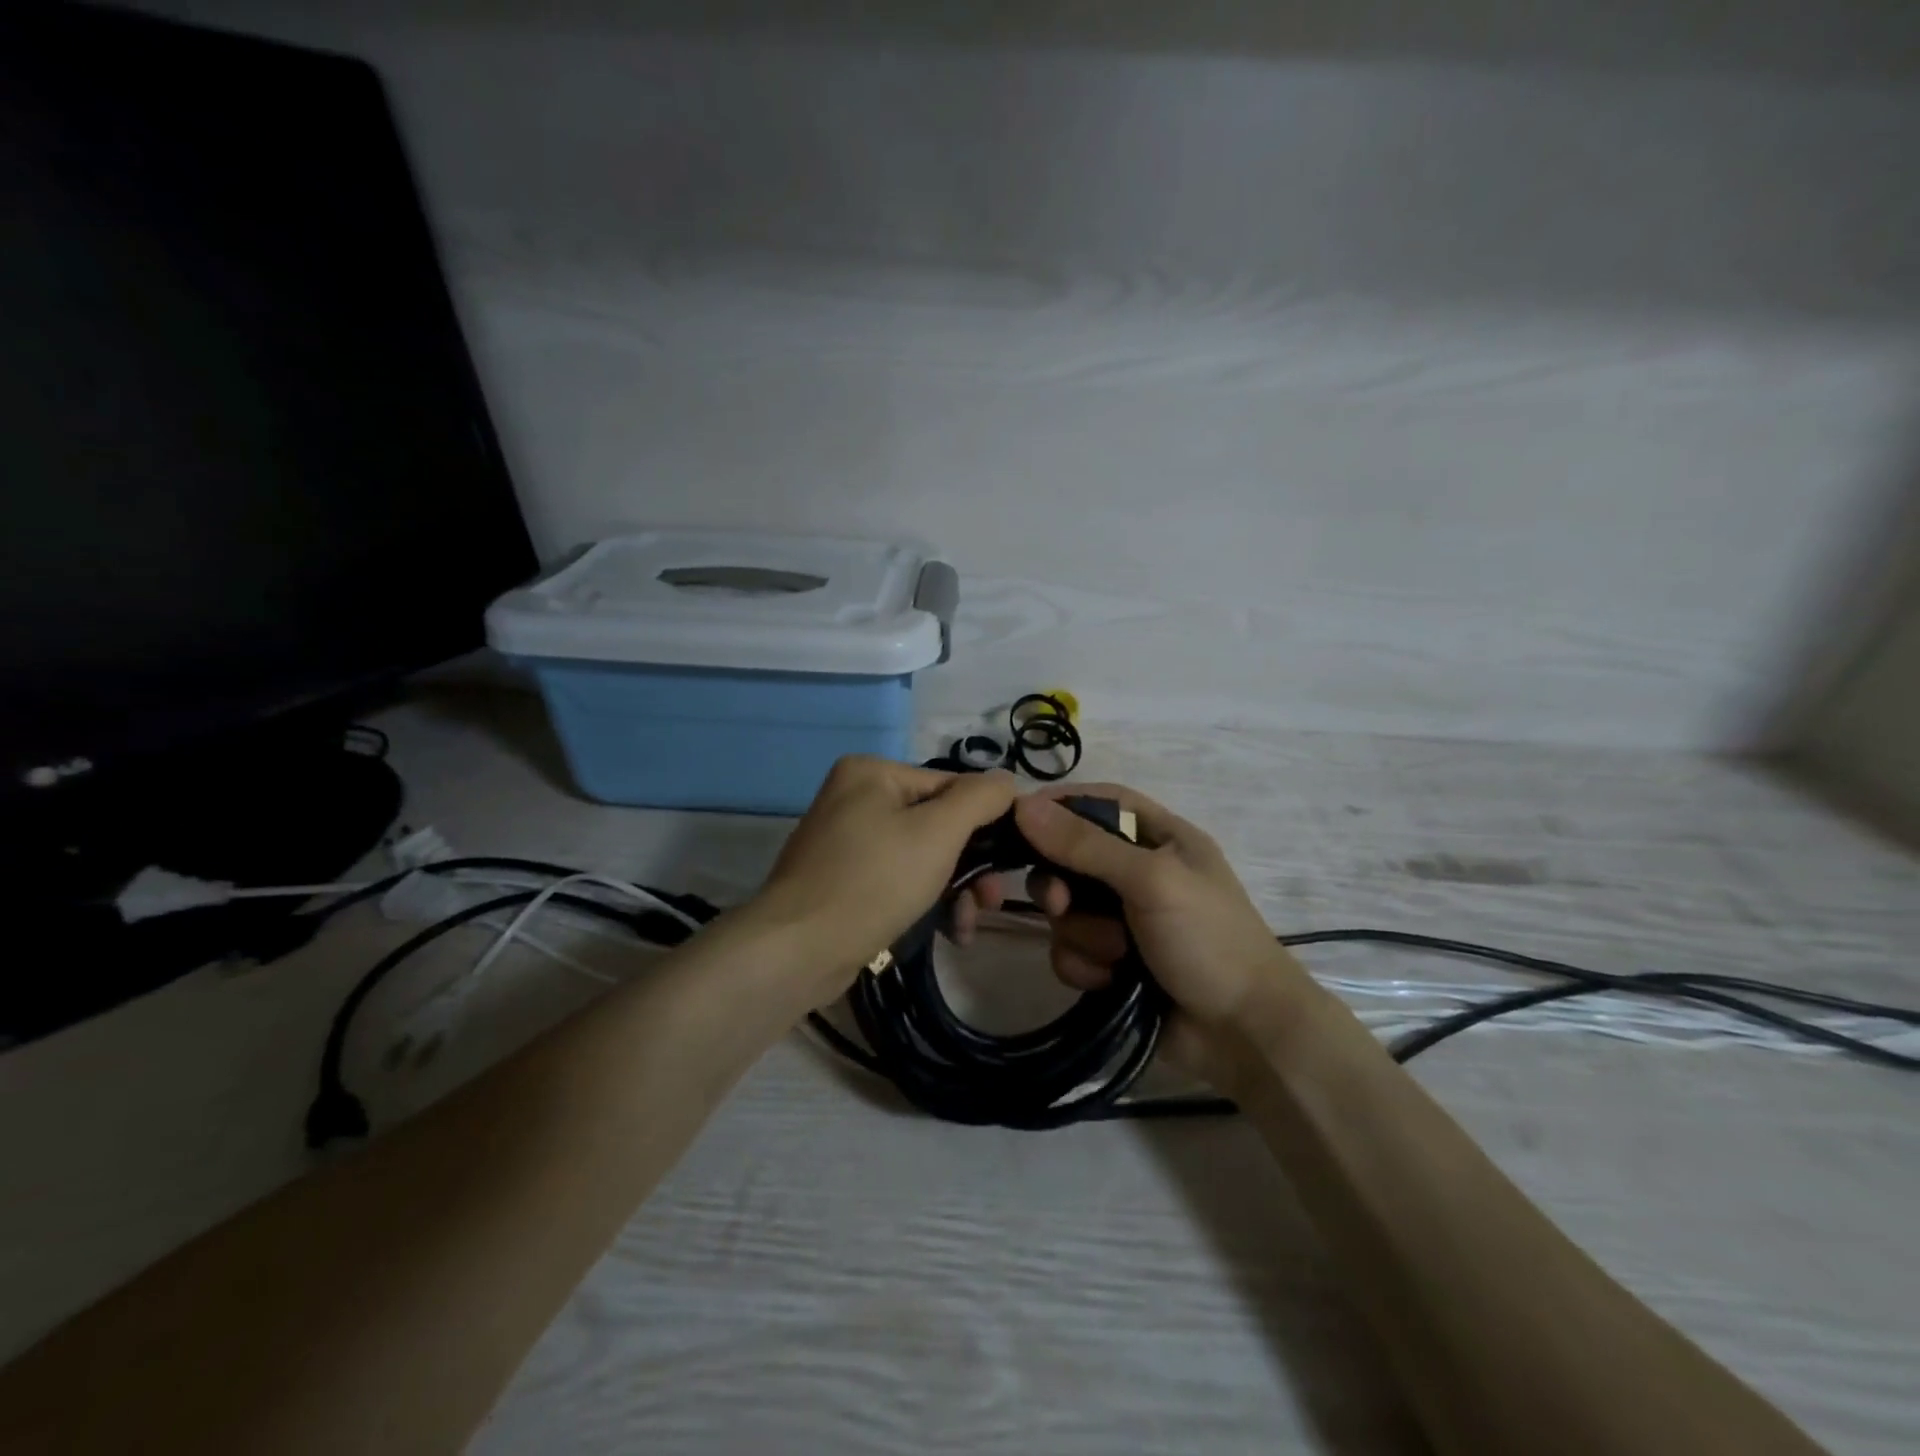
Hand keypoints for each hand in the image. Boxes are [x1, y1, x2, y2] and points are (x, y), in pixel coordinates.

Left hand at [752, 757, 1018, 1001]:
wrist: (799, 950)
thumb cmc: (874, 880)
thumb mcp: (938, 832)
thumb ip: (980, 798)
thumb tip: (1009, 781)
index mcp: (872, 773)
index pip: (951, 786)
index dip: (987, 821)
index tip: (1012, 861)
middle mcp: (856, 798)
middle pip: (938, 823)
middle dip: (971, 864)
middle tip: (991, 899)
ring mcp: (847, 841)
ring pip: (922, 856)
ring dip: (954, 888)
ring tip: (968, 923)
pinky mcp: (845, 880)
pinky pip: (899, 879)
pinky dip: (925, 900)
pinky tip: (949, 930)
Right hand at [1014, 783, 1316, 1087]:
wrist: (1244, 1035)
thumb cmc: (1209, 940)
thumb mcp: (1151, 880)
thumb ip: (1086, 845)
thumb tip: (1023, 805)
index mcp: (1161, 838)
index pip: (1101, 803)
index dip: (1060, 805)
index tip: (1018, 819)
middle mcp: (1139, 873)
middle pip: (1072, 858)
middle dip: (1062, 884)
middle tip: (1062, 905)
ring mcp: (1125, 920)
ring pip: (1067, 911)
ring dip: (1083, 935)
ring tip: (1116, 956)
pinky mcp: (1113, 962)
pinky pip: (1071, 951)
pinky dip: (1085, 966)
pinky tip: (1109, 982)